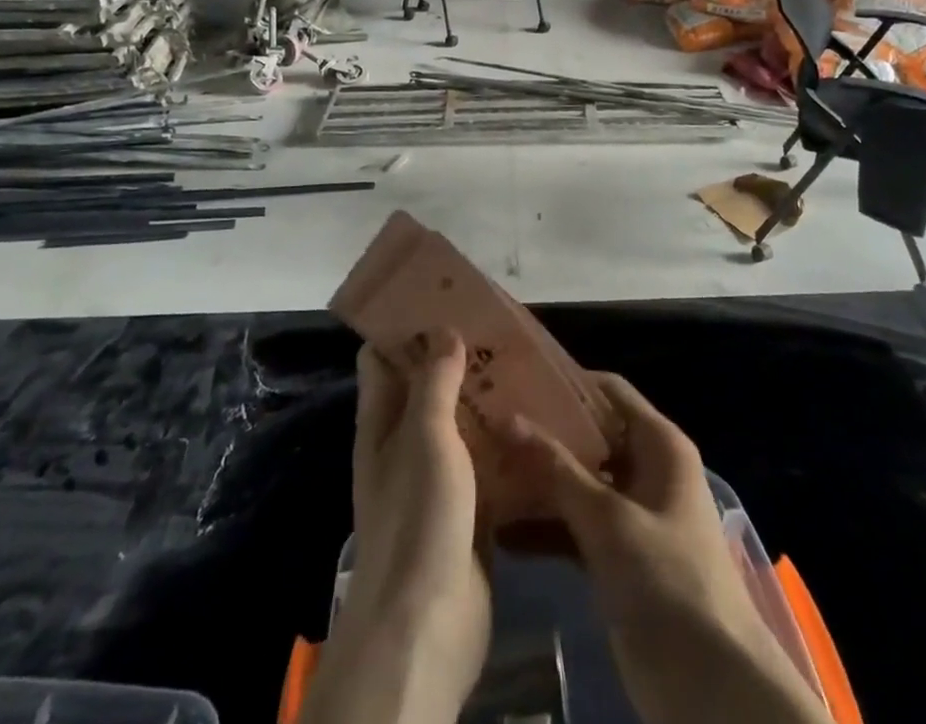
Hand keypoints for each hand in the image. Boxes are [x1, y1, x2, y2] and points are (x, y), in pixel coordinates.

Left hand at [301, 331, 492, 723]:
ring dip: (490, 400)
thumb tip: (443, 329)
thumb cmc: (418, 518)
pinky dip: (509, 444)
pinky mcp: (471, 510)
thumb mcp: (424, 436)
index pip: (383, 359)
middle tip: (501, 328)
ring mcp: (439, 479)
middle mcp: (406, 445)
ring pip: (464, 425)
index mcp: (383, 423)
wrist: (428, 627)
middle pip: (429, 388)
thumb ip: (435, 381)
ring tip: (529, 366)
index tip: (445, 298)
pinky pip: (490, 464)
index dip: (406, 327)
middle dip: (460, 358)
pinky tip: (542, 424)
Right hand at [505, 374, 829, 723]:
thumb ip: (556, 469)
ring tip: (482, 472)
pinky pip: (576, 526)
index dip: (564, 382)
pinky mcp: (618, 557)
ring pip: (577, 483)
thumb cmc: (668, 581)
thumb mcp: (609, 520)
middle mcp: (645, 469)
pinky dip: (545, 527)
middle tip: (486, 425)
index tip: (514, 378)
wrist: (713, 688)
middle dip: (541, 435)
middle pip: (588, 436)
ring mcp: (631, 515)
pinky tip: (500, 531)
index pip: (607, 391)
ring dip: (537, 483)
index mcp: (658, 444)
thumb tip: (506, 417)